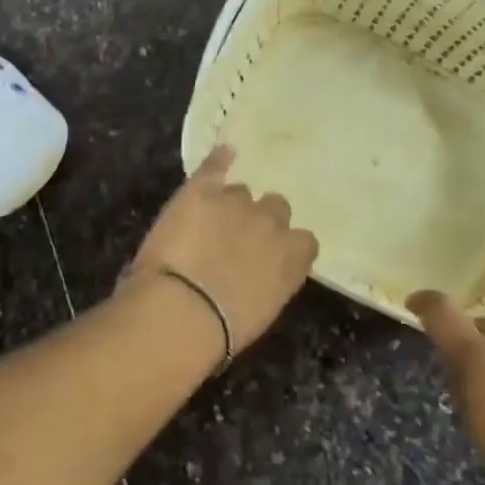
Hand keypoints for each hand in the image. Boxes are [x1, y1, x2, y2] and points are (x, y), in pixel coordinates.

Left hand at [130, 146, 318, 351]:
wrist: (182, 311)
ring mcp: (236, 203)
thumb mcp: (261, 311)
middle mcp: (272, 224)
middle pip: (274, 208)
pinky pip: (215, 166)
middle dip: (258, 220)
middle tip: (235, 239)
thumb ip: (269, 282)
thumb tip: (256, 276)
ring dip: (229, 204)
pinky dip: (218, 161)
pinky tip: (222, 154)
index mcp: (293, 258)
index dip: (283, 245)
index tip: (267, 258)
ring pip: (240, 192)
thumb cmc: (222, 330)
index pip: (303, 241)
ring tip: (207, 222)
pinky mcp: (200, 191)